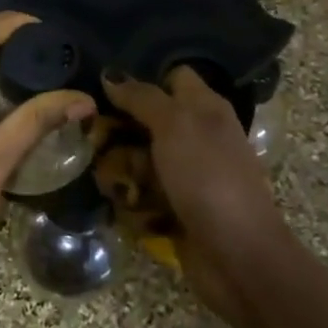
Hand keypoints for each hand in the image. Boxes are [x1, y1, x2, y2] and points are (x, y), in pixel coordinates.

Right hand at [101, 67, 290, 319]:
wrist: (237, 253)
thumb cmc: (207, 176)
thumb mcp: (174, 124)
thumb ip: (142, 97)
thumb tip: (111, 74)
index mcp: (205, 108)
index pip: (172, 77)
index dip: (143, 78)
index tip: (105, 87)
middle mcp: (198, 136)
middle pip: (150, 120)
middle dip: (120, 128)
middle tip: (90, 133)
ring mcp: (189, 174)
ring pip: (142, 158)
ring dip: (121, 167)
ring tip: (101, 175)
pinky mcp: (178, 207)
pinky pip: (145, 193)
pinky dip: (131, 198)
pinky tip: (117, 201)